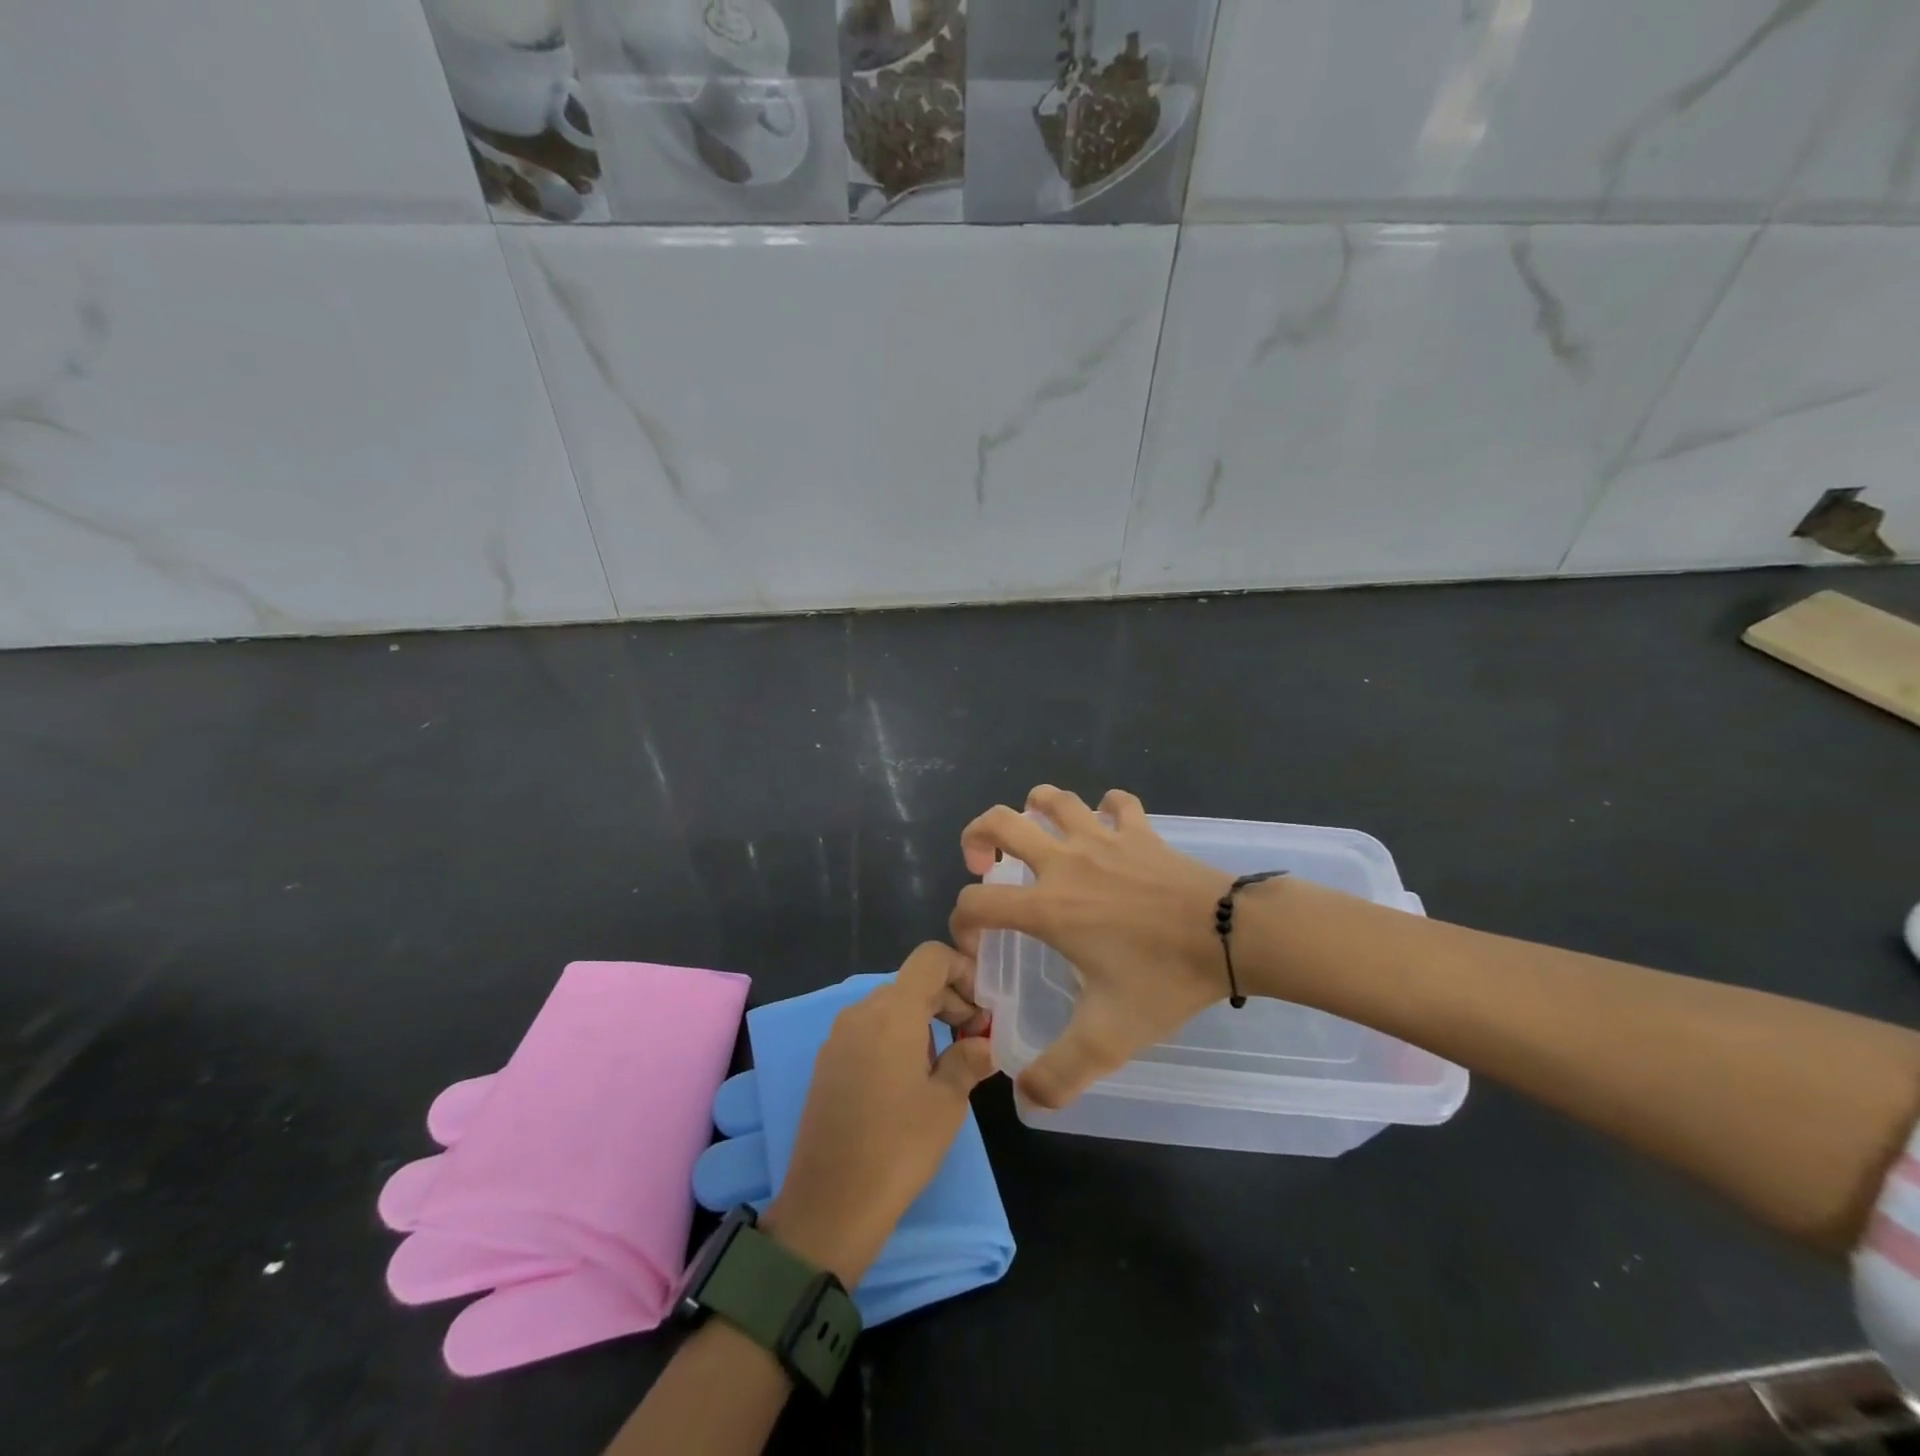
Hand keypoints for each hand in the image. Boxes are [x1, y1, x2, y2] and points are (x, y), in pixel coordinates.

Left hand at [765, 943, 996, 1285]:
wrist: (829, 1205)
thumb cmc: (898, 1148)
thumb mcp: (948, 1103)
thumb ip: (969, 1060)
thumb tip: (984, 1043)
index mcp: (892, 1011)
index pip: (931, 958)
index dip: (962, 970)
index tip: (983, 1007)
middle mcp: (860, 1011)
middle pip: (912, 982)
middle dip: (948, 999)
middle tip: (975, 1039)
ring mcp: (838, 1036)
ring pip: (890, 1006)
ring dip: (924, 1019)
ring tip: (947, 1062)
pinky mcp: (826, 1062)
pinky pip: (869, 1030)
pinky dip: (897, 1036)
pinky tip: (911, 1079)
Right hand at [950, 786, 1237, 1110]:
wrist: (1232, 936)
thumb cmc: (1164, 979)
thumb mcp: (1108, 1038)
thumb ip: (1059, 1074)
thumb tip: (1024, 1099)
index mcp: (1047, 906)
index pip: (976, 902)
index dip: (961, 923)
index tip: (978, 946)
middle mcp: (1065, 862)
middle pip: (1001, 822)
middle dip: (978, 836)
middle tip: (985, 864)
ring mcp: (1103, 840)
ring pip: (1053, 799)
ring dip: (1033, 808)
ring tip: (1035, 834)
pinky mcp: (1140, 832)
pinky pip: (1116, 803)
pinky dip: (1105, 808)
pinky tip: (1107, 826)